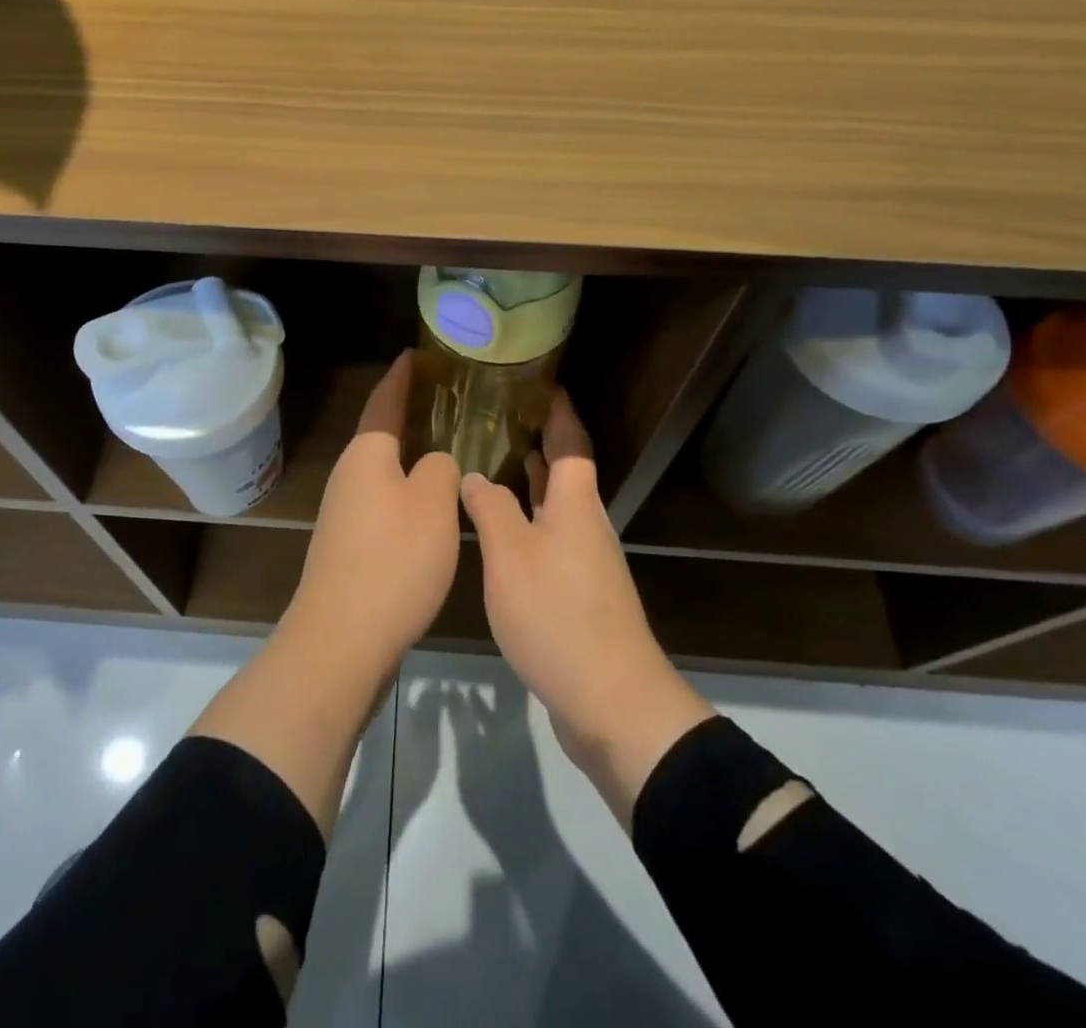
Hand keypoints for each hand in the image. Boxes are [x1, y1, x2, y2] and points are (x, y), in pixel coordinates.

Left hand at [281, 352, 462, 672]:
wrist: (342, 639)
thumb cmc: (393, 560)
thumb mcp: (432, 503)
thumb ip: (440, 469)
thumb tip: (433, 463)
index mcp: (366, 455)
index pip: (384, 401)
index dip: (402, 376)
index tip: (416, 353)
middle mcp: (349, 476)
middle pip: (381, 435)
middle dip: (408, 415)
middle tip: (445, 400)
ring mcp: (344, 513)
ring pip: (383, 472)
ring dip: (410, 457)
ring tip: (446, 447)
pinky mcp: (349, 547)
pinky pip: (384, 503)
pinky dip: (407, 492)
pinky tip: (431, 506)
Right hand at [461, 390, 713, 822]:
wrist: (611, 702)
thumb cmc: (557, 614)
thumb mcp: (510, 554)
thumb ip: (489, 507)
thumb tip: (475, 476)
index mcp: (575, 504)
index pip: (569, 442)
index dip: (556, 411)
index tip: (537, 384)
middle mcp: (585, 525)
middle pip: (563, 472)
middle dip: (536, 444)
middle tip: (496, 420)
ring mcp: (584, 563)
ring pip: (553, 508)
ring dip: (527, 485)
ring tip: (490, 465)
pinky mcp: (577, 596)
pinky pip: (548, 541)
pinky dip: (525, 523)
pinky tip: (497, 533)